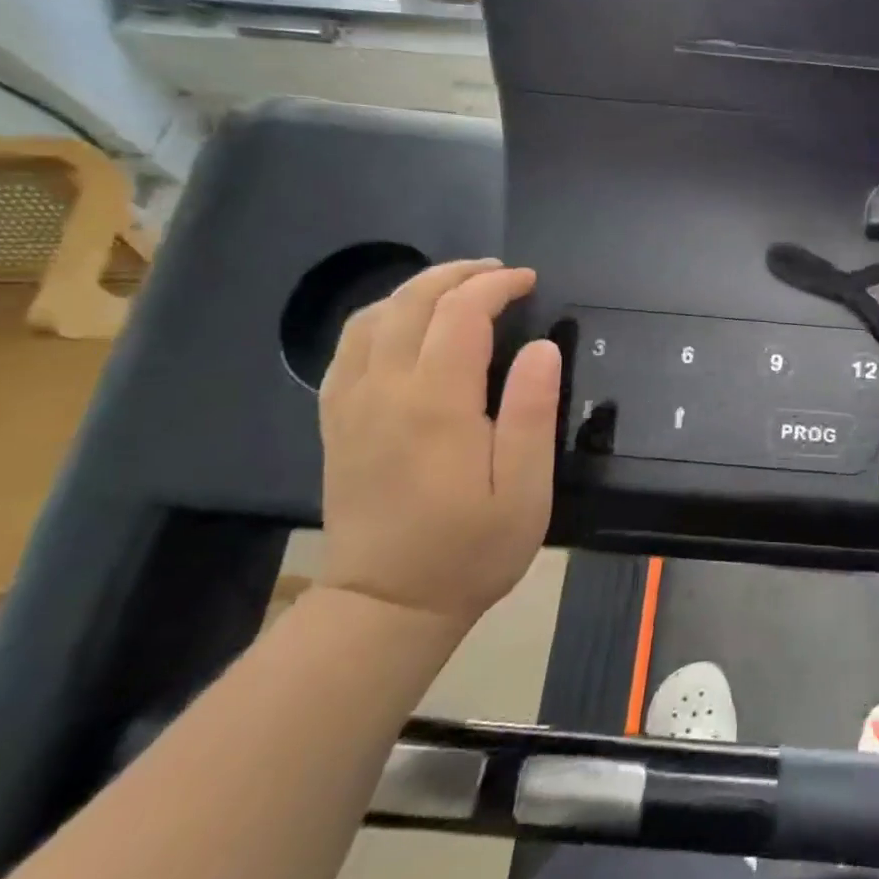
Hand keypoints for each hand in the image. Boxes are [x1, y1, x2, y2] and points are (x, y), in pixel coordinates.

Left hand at [317, 259, 560, 626]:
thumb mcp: (525, 490)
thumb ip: (532, 412)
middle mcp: (385, 390)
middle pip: (411, 303)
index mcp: (435, 403)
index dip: (496, 287)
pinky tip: (406, 324)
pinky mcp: (337, 421)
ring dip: (417, 289)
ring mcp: (352, 404)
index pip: (460, 314)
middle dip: (458, 274)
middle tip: (500, 273)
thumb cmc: (469, 549)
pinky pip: (349, 347)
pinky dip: (381, 317)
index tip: (529, 281)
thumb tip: (542, 347)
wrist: (386, 605)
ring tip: (458, 288)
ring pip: (373, 317)